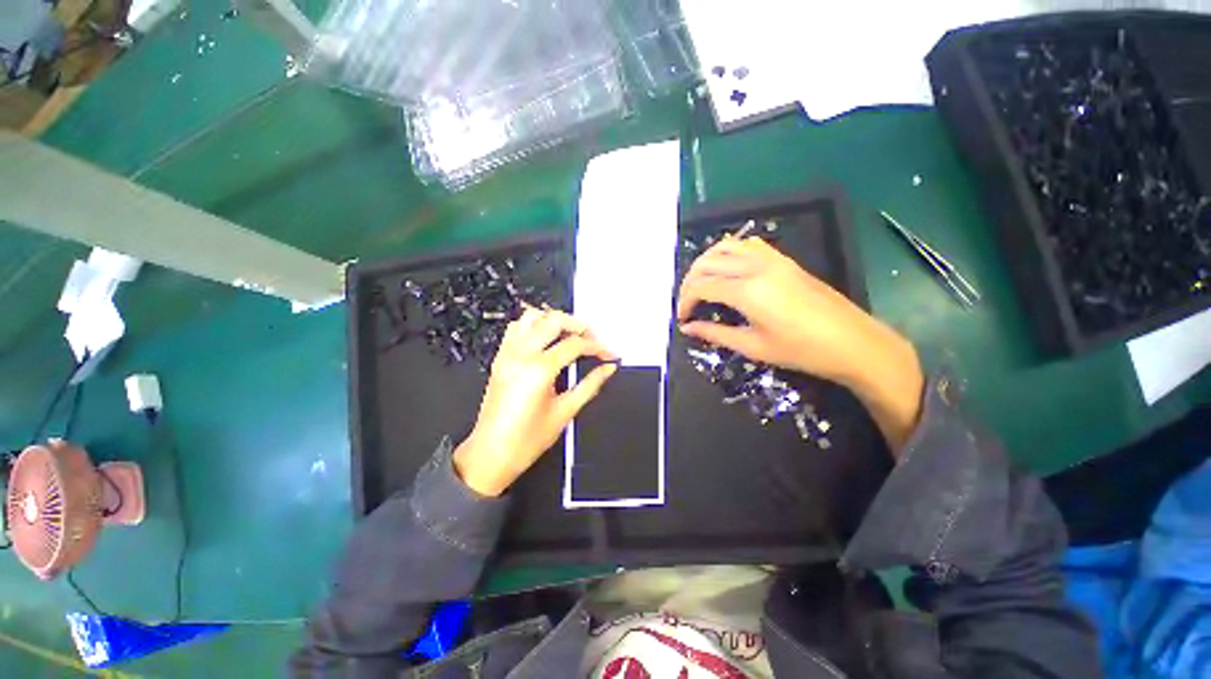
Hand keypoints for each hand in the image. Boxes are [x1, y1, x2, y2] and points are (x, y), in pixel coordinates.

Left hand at [453, 308, 617, 495]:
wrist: (491, 455)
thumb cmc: (526, 440)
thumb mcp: (565, 412)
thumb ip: (590, 385)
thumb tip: (608, 369)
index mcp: (538, 370)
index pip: (575, 344)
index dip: (597, 347)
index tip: (609, 354)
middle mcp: (521, 355)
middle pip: (554, 320)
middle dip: (579, 325)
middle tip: (594, 340)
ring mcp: (507, 354)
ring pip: (532, 316)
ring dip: (555, 320)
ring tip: (571, 335)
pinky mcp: (500, 358)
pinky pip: (516, 328)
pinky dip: (535, 325)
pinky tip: (547, 339)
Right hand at [676, 236, 923, 448]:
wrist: (853, 342)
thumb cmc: (802, 350)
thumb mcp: (753, 347)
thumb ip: (715, 333)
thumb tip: (688, 328)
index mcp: (747, 291)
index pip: (701, 286)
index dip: (685, 301)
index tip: (682, 319)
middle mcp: (755, 266)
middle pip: (707, 263)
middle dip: (689, 282)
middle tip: (687, 304)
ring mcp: (771, 259)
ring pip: (724, 246)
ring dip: (706, 263)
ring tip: (701, 284)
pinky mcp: (783, 259)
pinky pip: (747, 244)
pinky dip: (728, 252)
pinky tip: (727, 270)